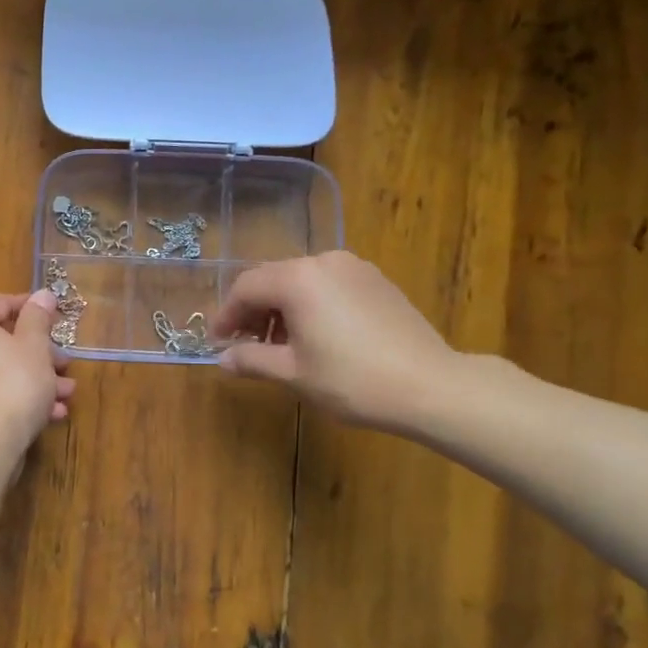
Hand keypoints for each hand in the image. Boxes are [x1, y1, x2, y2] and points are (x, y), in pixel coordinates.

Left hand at [0, 290, 76, 450]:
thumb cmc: (13, 381)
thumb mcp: (34, 345)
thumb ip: (38, 317)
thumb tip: (42, 294)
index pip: (2, 303)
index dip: (34, 308)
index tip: (60, 318)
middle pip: (5, 341)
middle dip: (42, 353)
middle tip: (67, 362)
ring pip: (5, 370)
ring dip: (39, 379)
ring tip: (67, 392)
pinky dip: (23, 398)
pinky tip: (52, 413)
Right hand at [212, 251, 462, 433]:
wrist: (430, 386)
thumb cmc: (352, 380)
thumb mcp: (293, 373)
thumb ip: (252, 359)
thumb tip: (223, 359)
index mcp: (297, 279)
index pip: (246, 288)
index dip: (226, 315)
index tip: (216, 342)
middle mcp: (323, 262)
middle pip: (272, 279)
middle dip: (252, 310)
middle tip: (244, 344)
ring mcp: (354, 268)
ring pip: (301, 281)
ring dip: (281, 308)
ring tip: (279, 345)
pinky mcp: (376, 281)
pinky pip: (328, 285)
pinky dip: (310, 304)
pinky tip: (314, 336)